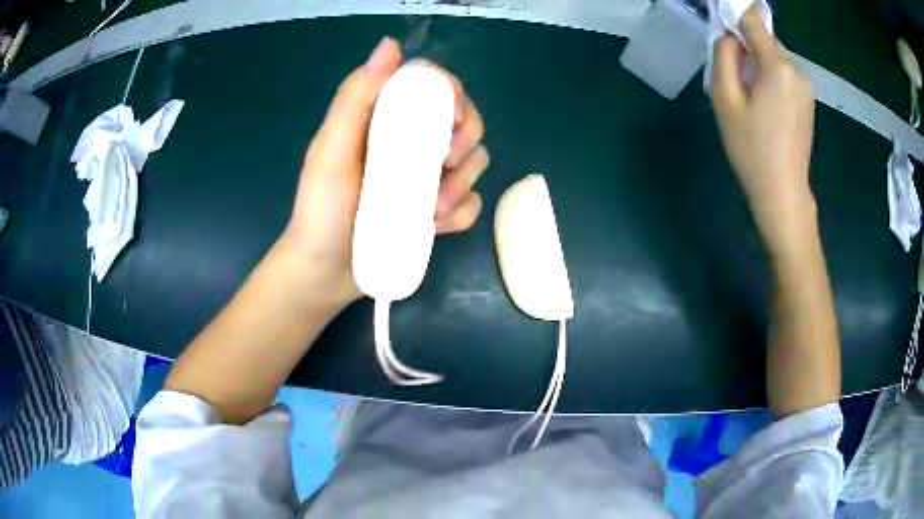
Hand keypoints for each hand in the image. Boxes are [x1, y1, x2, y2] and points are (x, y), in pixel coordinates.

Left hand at [279, 38, 487, 305]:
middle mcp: (409, 141)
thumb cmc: (321, 211)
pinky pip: (471, 202)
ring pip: (473, 162)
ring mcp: (425, 177)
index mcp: (384, 118)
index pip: (432, 85)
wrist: (326, 273)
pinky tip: (435, 227)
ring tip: (431, 211)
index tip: (450, 120)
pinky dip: (461, 213)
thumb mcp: (331, 151)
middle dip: (464, 144)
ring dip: (462, 184)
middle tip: (442, 169)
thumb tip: (390, 45)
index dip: (452, 95)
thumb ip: (355, 98)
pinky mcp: (435, 209)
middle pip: (463, 121)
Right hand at [712, 6, 816, 251]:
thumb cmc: (751, 149)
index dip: (735, 13)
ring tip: (749, 95)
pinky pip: (785, 75)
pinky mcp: (808, 101)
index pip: (753, 22)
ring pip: (775, 58)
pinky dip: (771, 77)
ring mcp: (806, 87)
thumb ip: (724, 57)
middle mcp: (796, 70)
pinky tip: (764, 105)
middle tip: (732, 72)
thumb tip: (730, 37)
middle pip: (765, 40)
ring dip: (759, 64)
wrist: (783, 193)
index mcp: (777, 66)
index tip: (723, 20)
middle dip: (747, 45)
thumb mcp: (725, 99)